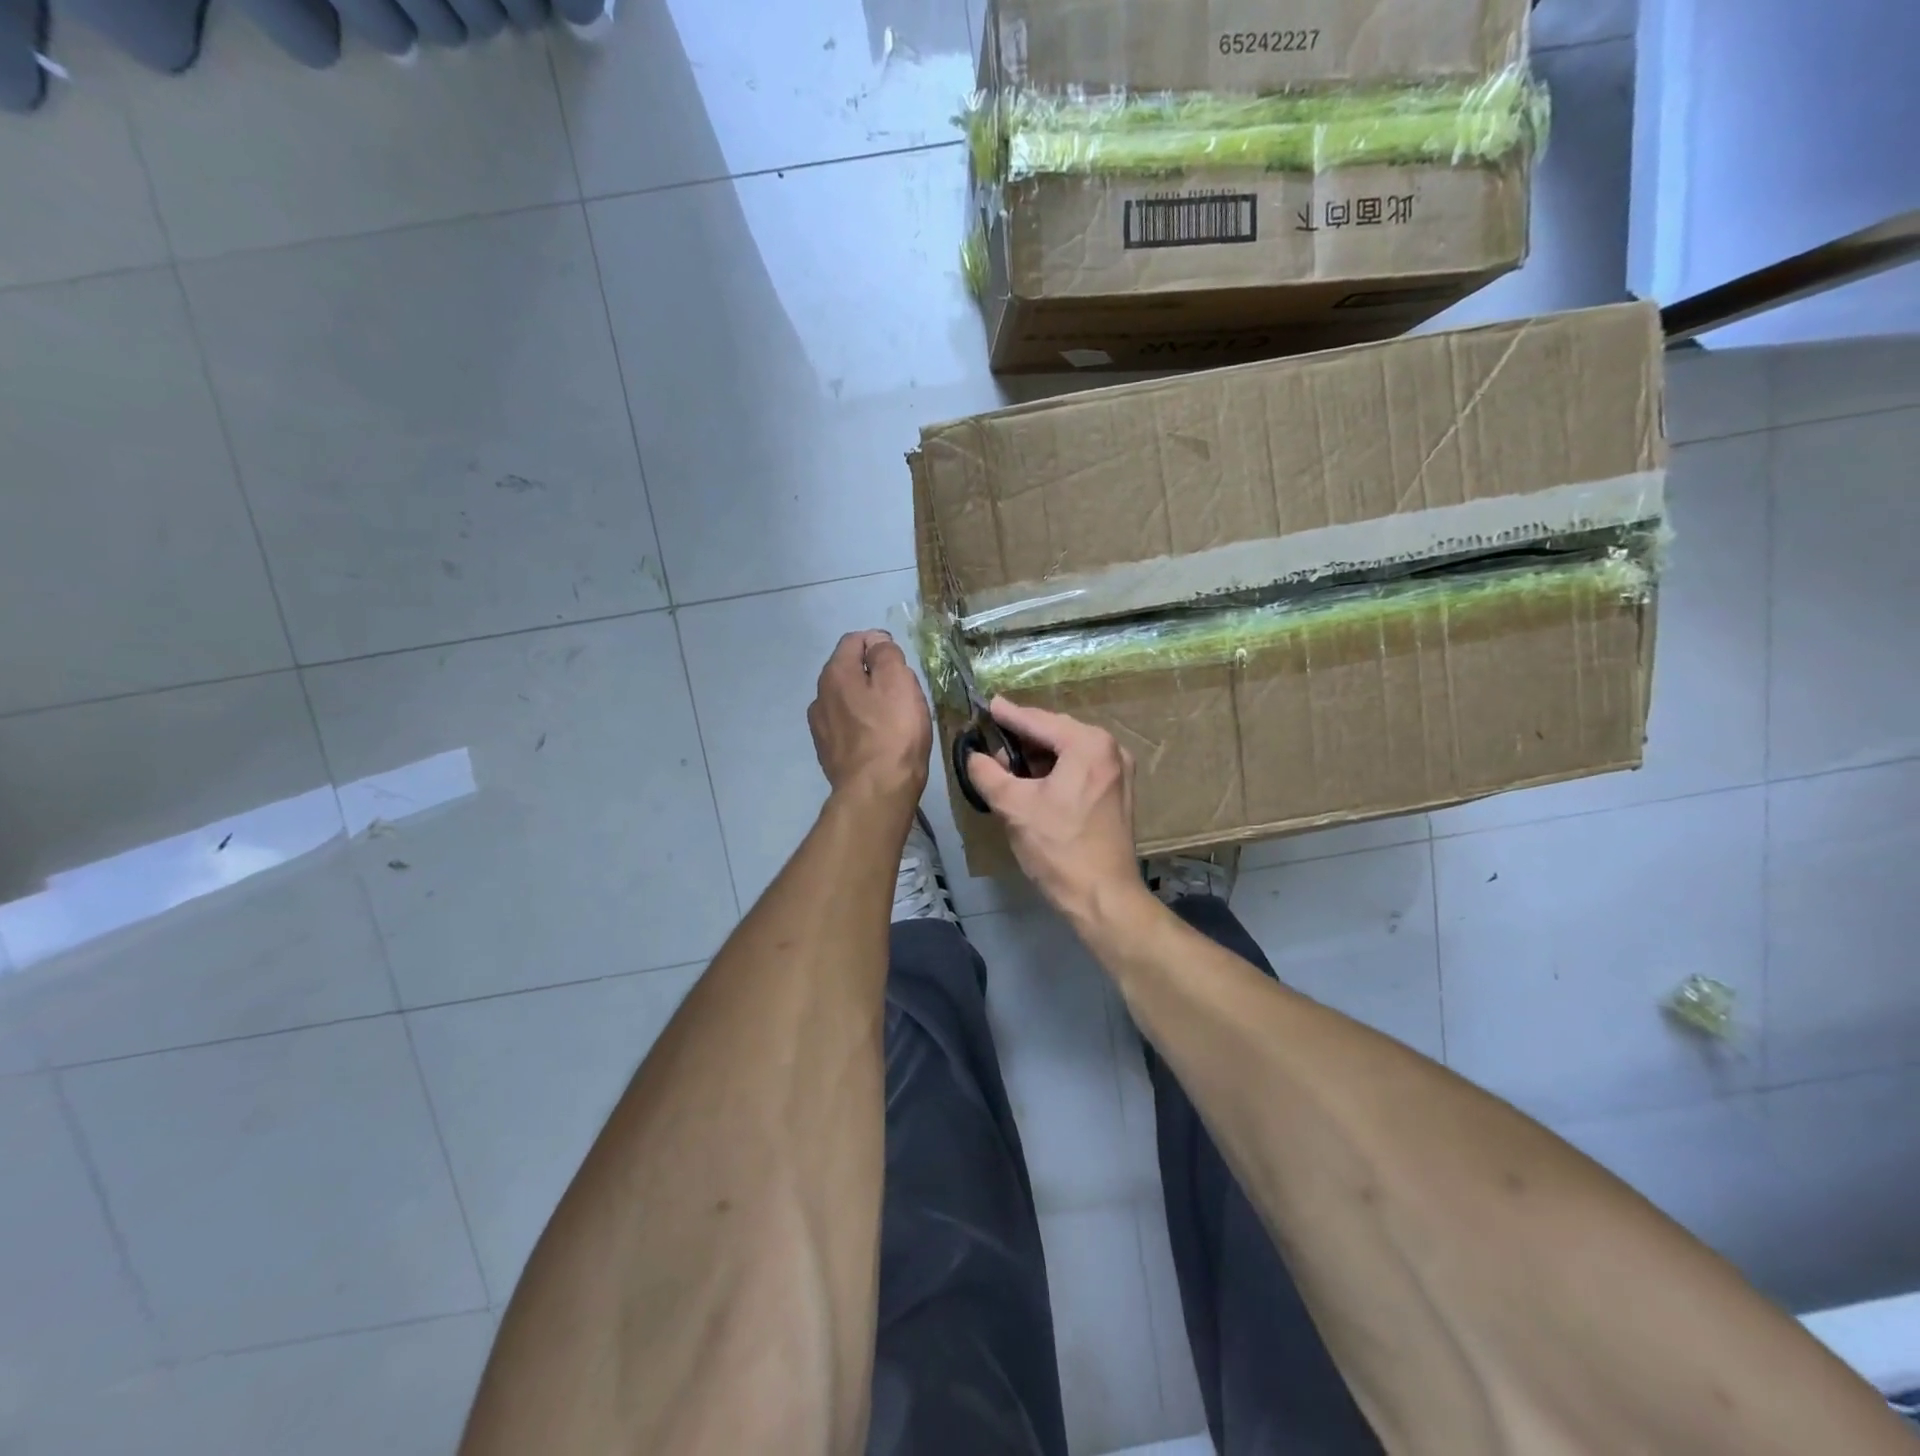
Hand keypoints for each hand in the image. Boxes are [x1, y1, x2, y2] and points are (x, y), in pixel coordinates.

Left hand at [807, 630, 931, 812]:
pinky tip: (879, 739)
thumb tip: (876, 642)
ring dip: (867, 700)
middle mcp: (820, 696)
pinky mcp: (828, 752)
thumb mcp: (899, 681)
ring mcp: (821, 727)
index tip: (902, 661)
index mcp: (835, 673)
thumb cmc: (893, 732)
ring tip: (893, 717)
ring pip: (847, 699)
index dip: (879, 642)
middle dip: (874, 673)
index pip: (854, 640)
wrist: (876, 791)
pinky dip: (862, 724)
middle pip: (849, 670)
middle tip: (903, 690)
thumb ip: (886, 654)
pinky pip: (847, 726)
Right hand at [966, 699, 1147, 926]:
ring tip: (1007, 767)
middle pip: (1056, 731)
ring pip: (1068, 750)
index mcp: (1088, 744)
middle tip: (991, 744)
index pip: (1038, 721)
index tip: (988, 705)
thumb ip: (987, 773)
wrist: (1103, 897)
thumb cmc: (1058, 848)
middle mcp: (1110, 749)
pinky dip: (1056, 769)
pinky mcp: (1118, 791)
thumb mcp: (1013, 806)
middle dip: (1023, 737)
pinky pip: (1080, 767)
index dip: (1009, 715)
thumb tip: (973, 756)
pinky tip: (1034, 781)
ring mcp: (1119, 770)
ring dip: (1038, 755)